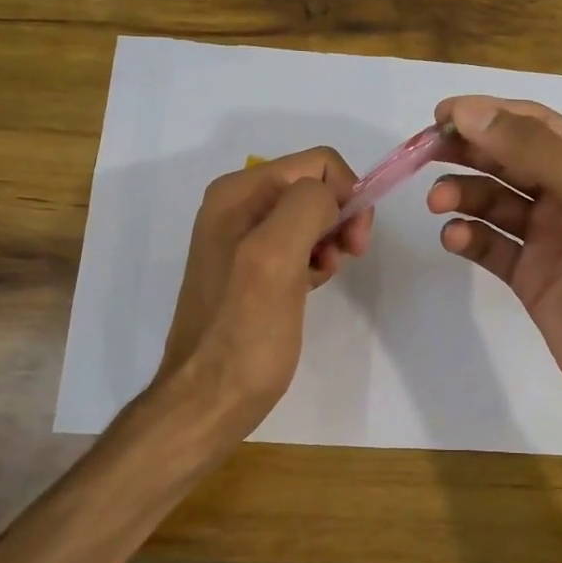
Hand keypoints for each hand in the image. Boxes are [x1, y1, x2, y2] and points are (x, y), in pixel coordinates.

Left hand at [155, 147, 372, 437]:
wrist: (208, 399)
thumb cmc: (244, 333)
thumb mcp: (274, 259)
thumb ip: (306, 207)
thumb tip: (331, 198)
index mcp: (238, 192)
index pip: (316, 163)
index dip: (346, 195)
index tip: (353, 243)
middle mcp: (235, 206)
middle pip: (313, 187)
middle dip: (339, 217)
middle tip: (347, 258)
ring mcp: (240, 238)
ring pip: (309, 217)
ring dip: (329, 241)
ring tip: (322, 278)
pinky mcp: (249, 268)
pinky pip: (297, 245)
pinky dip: (314, 261)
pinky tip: (310, 287)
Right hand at [427, 96, 561, 434]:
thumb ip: (536, 151)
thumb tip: (469, 113)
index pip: (534, 123)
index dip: (487, 114)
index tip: (440, 117)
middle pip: (508, 158)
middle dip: (468, 152)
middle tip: (424, 153)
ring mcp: (549, 238)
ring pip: (494, 201)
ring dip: (464, 195)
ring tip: (438, 203)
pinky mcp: (530, 277)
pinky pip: (491, 246)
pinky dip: (469, 238)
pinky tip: (456, 239)